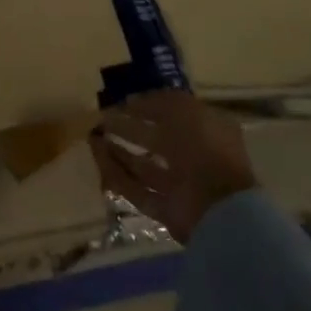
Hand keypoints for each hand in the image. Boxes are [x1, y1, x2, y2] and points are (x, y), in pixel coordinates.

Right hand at [89, 92, 256, 243]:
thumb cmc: (205, 149)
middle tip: (101, 117)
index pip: (174, 114)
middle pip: (155, 140)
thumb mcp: (183, 111)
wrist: (218, 207)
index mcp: (206, 131)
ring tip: (93, 135)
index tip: (122, 101)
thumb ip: (157, 103)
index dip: (148, 106)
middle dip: (128, 128)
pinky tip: (96, 155)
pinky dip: (114, 172)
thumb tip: (132, 101)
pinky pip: (134, 187)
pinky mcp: (164, 209)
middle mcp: (193, 158)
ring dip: (118, 150)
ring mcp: (179, 186)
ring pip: (143, 165)